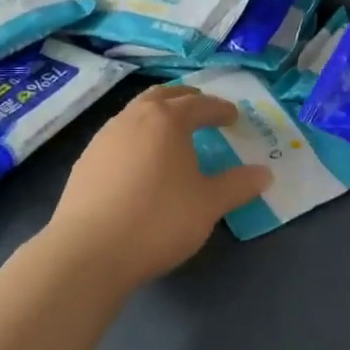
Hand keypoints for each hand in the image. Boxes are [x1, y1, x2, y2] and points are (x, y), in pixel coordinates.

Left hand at [42, 85, 272, 292]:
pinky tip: (141, 163)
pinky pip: (118, 137)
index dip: (220, 109)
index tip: (233, 117)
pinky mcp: (84, 163)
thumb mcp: (209, 204)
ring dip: (157, 116)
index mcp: (167, 120)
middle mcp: (133, 119)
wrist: (88, 253)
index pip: (200, 104)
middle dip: (185, 100)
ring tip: (171, 135)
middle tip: (201, 110)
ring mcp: (103, 139)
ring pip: (135, 113)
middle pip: (162, 96)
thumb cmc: (159, 219)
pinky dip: (137, 138)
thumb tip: (265, 173)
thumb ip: (239, 185)